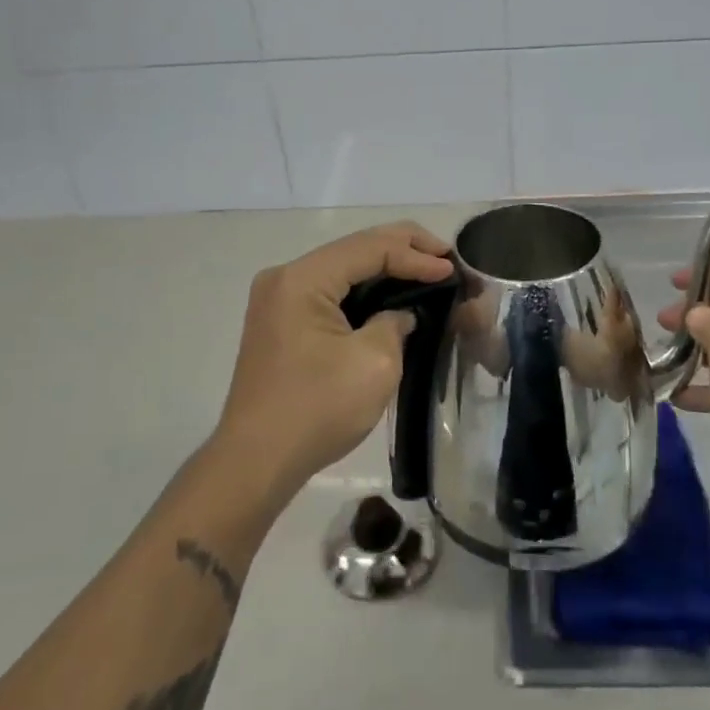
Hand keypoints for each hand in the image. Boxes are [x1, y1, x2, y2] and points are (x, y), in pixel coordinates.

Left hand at [215, 222, 454, 498]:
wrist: (255, 462)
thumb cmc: (316, 410)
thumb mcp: (374, 363)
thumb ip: (395, 323)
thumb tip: (400, 315)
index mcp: (303, 278)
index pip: (370, 248)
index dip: (416, 255)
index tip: (453, 270)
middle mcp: (286, 277)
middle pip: (354, 249)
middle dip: (404, 249)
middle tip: (447, 257)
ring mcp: (279, 300)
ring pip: (343, 268)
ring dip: (385, 268)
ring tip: (428, 269)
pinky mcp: (281, 322)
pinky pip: (330, 291)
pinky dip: (364, 290)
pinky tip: (392, 294)